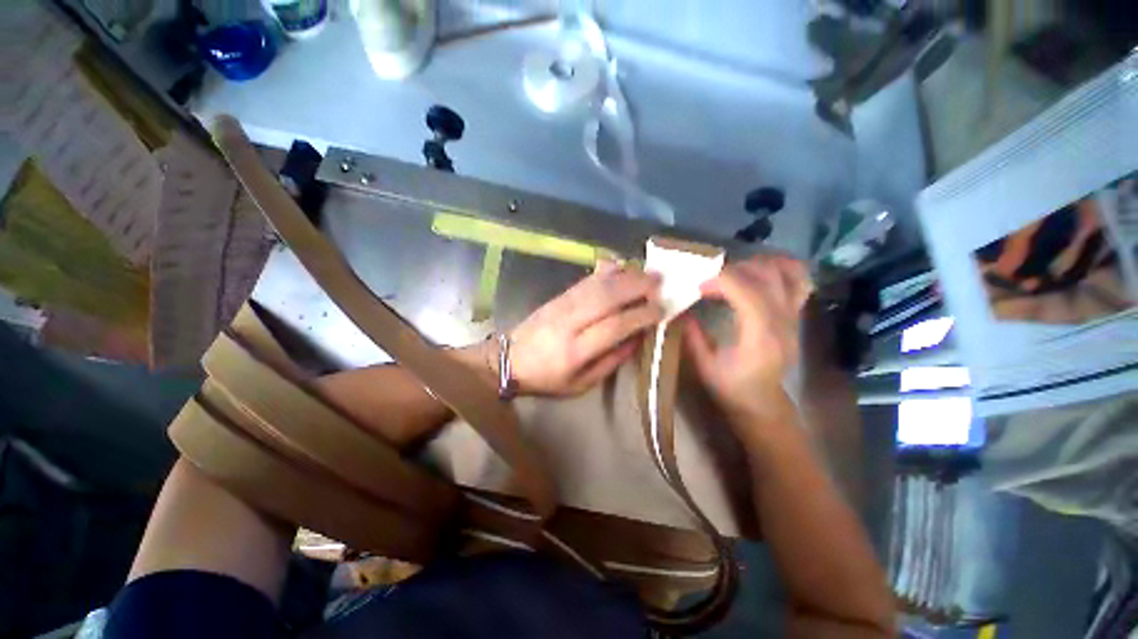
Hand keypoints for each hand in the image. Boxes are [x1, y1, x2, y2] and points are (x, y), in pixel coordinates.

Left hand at [509, 261, 662, 395]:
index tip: (661, 309)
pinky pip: (585, 280)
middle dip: (637, 287)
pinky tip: (620, 266)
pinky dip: (605, 271)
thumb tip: (637, 338)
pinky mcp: (557, 296)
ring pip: (597, 284)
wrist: (509, 360)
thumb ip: (611, 361)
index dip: (640, 315)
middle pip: (607, 297)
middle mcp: (569, 323)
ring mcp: (561, 305)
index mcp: (576, 351)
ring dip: (625, 275)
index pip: (614, 326)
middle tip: (661, 282)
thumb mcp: (581, 384)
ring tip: (647, 272)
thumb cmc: (547, 378)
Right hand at [683, 254, 811, 426]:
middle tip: (710, 280)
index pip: (749, 294)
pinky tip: (757, 270)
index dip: (722, 282)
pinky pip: (798, 280)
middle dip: (734, 270)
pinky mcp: (795, 314)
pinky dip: (780, 267)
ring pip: (787, 273)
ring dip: (757, 265)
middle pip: (767, 277)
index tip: (699, 286)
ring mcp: (794, 316)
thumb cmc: (731, 388)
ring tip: (732, 273)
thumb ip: (692, 336)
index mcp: (761, 338)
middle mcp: (783, 323)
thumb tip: (678, 309)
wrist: (762, 402)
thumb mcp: (705, 366)